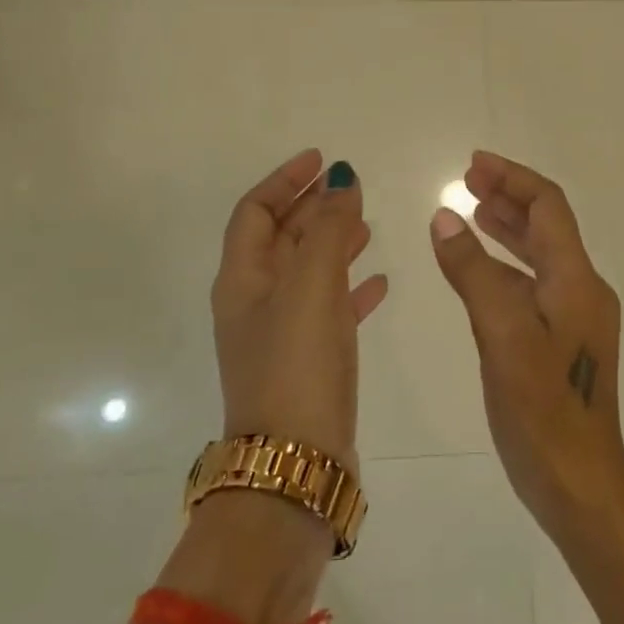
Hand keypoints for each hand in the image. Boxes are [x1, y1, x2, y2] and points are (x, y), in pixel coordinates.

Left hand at [211, 151, 389, 471]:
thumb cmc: (296, 363)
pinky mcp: (308, 361)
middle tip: (350, 186)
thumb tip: (340, 180)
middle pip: (282, 237)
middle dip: (312, 207)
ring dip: (333, 242)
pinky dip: (351, 286)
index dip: (285, 180)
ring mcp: (281, 334)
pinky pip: (330, 308)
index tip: (321, 159)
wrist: (295, 464)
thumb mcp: (312, 285)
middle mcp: (255, 302)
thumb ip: (328, 228)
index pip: (256, 212)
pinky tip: (380, 281)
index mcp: (243, 279)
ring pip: (308, 271)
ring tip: (366, 224)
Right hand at [429, 151, 623, 535]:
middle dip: (507, 197)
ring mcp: (574, 318)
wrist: (581, 487)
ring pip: (538, 255)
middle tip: (465, 180)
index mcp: (576, 280)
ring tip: (469, 211)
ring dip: (506, 229)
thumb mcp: (501, 335)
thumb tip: (444, 217)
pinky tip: (478, 271)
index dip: (512, 179)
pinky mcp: (562, 342)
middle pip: (546, 226)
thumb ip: (473, 272)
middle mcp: (581, 290)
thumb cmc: (542, 411)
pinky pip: (532, 286)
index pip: (548, 207)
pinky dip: (504, 267)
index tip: (473, 164)